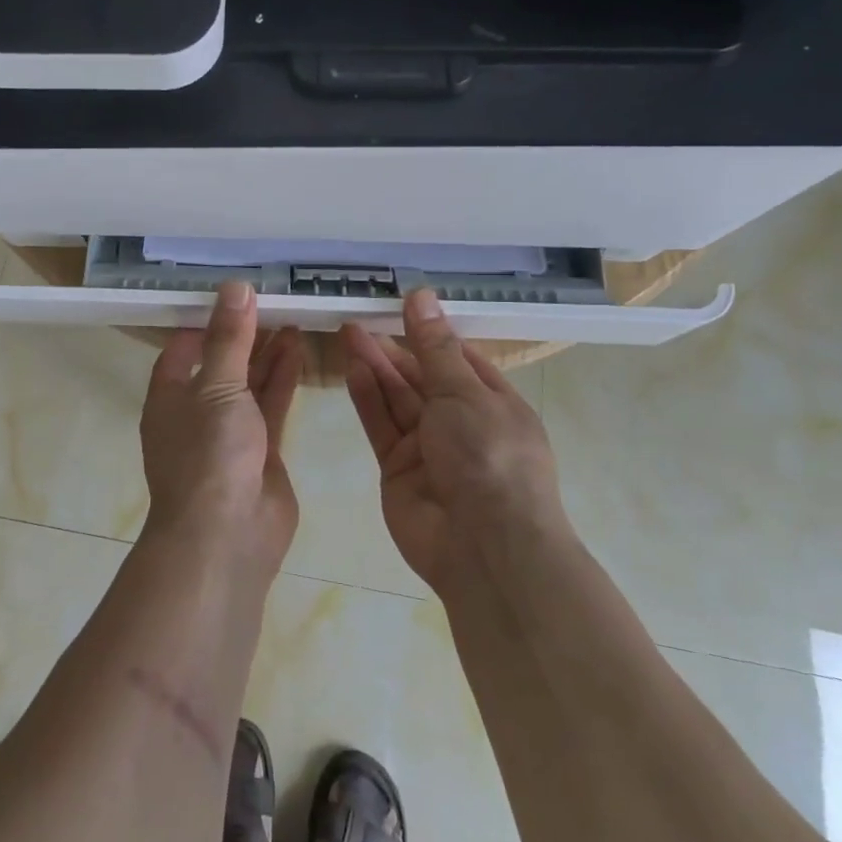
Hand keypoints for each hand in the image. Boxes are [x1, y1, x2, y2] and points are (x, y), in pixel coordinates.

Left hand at [141, 282, 304, 578]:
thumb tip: (235, 287)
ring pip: (249, 384)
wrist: (227, 535)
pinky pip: (272, 407)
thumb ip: (229, 338)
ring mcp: (229, 434)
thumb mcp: (217, 386)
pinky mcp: (261, 452)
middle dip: (243, 336)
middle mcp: (196, 412)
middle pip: (220, 364)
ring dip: (268, 354)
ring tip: (292, 318)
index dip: (205, 323)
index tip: (234, 298)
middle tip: (273, 303)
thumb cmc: (209, 454)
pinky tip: (300, 351)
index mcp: (169, 397)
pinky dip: (284, 380)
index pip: (182, 349)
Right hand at [341, 290, 566, 594]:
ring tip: (348, 333)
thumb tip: (420, 295)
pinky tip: (351, 370)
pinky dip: (367, 399)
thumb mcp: (464, 392)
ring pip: (397, 400)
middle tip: (359, 319)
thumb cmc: (489, 456)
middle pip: (422, 378)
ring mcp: (429, 448)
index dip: (430, 334)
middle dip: (394, 349)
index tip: (400, 307)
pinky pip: (381, 427)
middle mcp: (462, 424)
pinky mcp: (398, 469)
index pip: (459, 360)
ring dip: (375, 367)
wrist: (484, 546)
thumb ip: (433, 347)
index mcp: (494, 404)